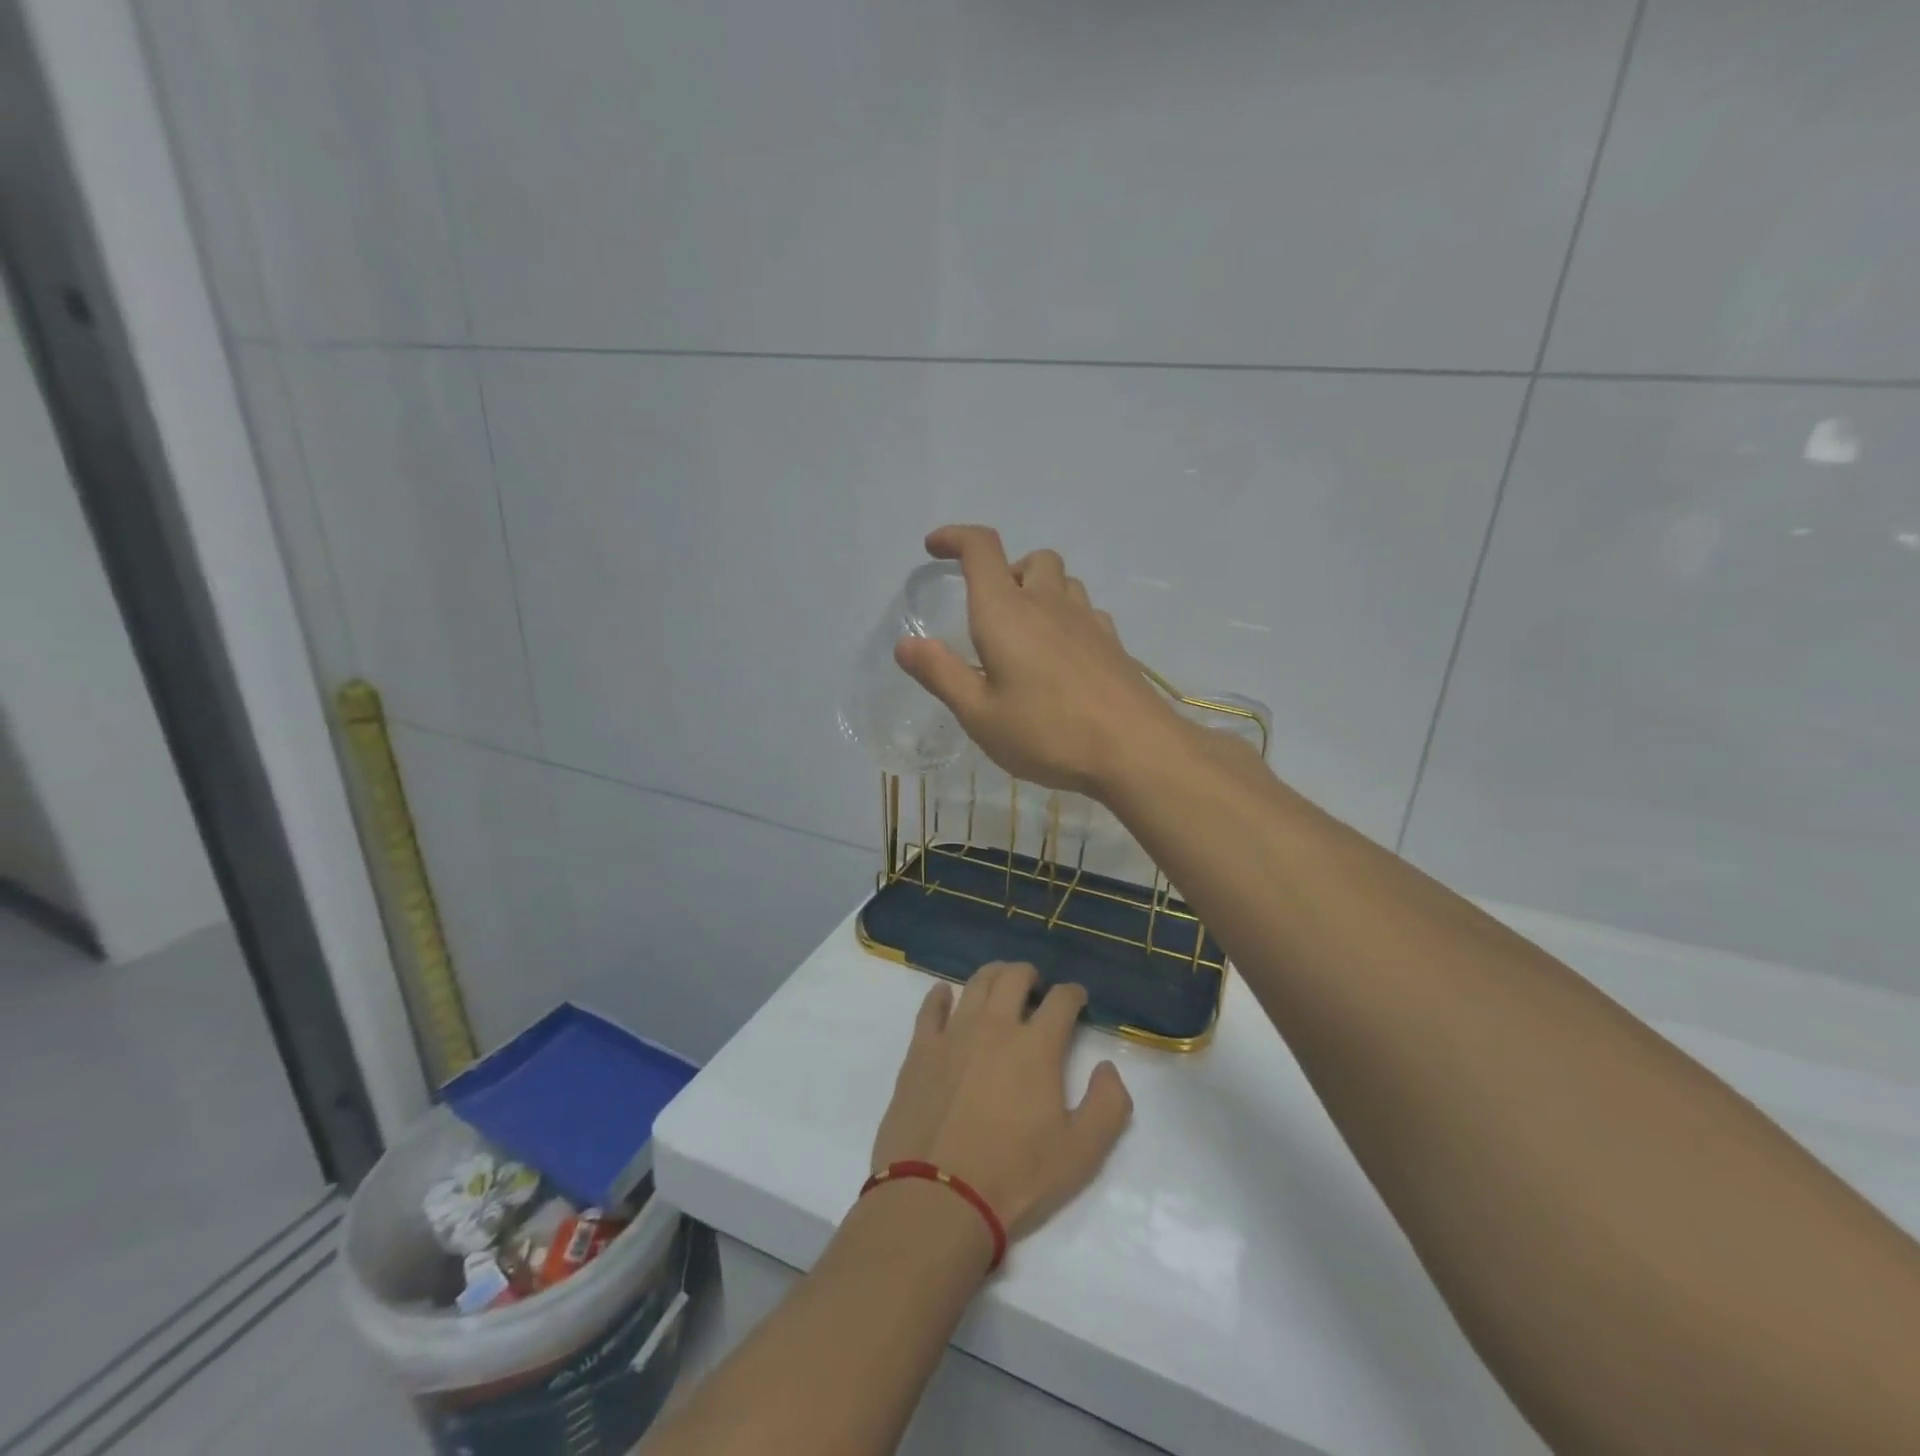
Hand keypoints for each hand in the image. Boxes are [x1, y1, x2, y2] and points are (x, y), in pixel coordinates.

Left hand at [872, 964, 1132, 1242]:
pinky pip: (930, 1008)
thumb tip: (1107, 1068)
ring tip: (999, 984)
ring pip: (975, 984)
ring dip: (993, 975)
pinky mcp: (920, 1050)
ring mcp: (953, 1034)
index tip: (1077, 999)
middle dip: (1030, 974)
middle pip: (1013, 978)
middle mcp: (994, 1027)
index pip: (1061, 1001)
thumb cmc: (1015, 1177)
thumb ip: (1108, 1106)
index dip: (1073, 994)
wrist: (938, 1197)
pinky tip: (944, 995)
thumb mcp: (1081, 1154)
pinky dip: (940, 996)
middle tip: (1035, 985)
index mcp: (1036, 1047)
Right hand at [894, 525, 1185, 796]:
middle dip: (1004, 570)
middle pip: (1030, 559)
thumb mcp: (979, 715)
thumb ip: (941, 674)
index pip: (981, 549)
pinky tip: (1061, 655)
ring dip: (1038, 590)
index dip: (955, 538)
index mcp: (1006, 613)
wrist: (1135, 749)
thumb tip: (906, 643)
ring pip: (1062, 581)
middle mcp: (1048, 604)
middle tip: (988, 609)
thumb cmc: (1047, 733)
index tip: (935, 547)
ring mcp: (1087, 621)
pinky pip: (1085, 610)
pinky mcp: (1112, 643)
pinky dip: (1066, 616)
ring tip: (1024, 632)